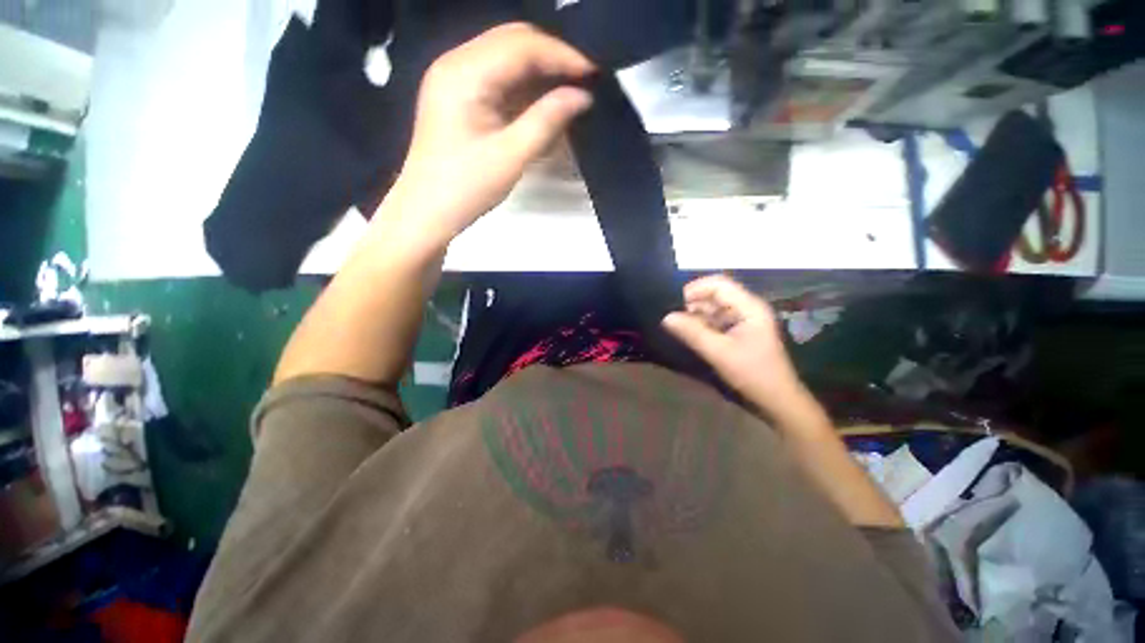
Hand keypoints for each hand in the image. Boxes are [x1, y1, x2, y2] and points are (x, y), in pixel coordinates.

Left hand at [379, 23, 594, 253]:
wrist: (427, 211)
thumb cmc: (467, 188)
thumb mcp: (511, 156)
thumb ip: (547, 120)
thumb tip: (582, 96)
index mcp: (465, 73)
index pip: (521, 45)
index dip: (561, 55)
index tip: (592, 74)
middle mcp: (456, 63)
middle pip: (512, 41)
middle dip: (551, 57)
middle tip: (581, 82)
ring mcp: (453, 77)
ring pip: (505, 57)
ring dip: (538, 72)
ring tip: (567, 93)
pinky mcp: (457, 95)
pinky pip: (496, 77)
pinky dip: (522, 87)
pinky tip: (540, 104)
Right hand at [662, 275, 803, 415]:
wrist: (777, 400)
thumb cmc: (753, 374)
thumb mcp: (719, 353)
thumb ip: (693, 333)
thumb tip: (666, 317)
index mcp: (749, 307)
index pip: (719, 284)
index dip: (695, 288)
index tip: (674, 302)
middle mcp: (746, 308)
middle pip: (715, 295)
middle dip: (692, 303)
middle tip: (671, 316)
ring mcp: (742, 320)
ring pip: (713, 308)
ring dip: (694, 315)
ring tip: (676, 325)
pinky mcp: (738, 332)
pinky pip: (715, 321)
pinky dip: (700, 325)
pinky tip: (688, 333)